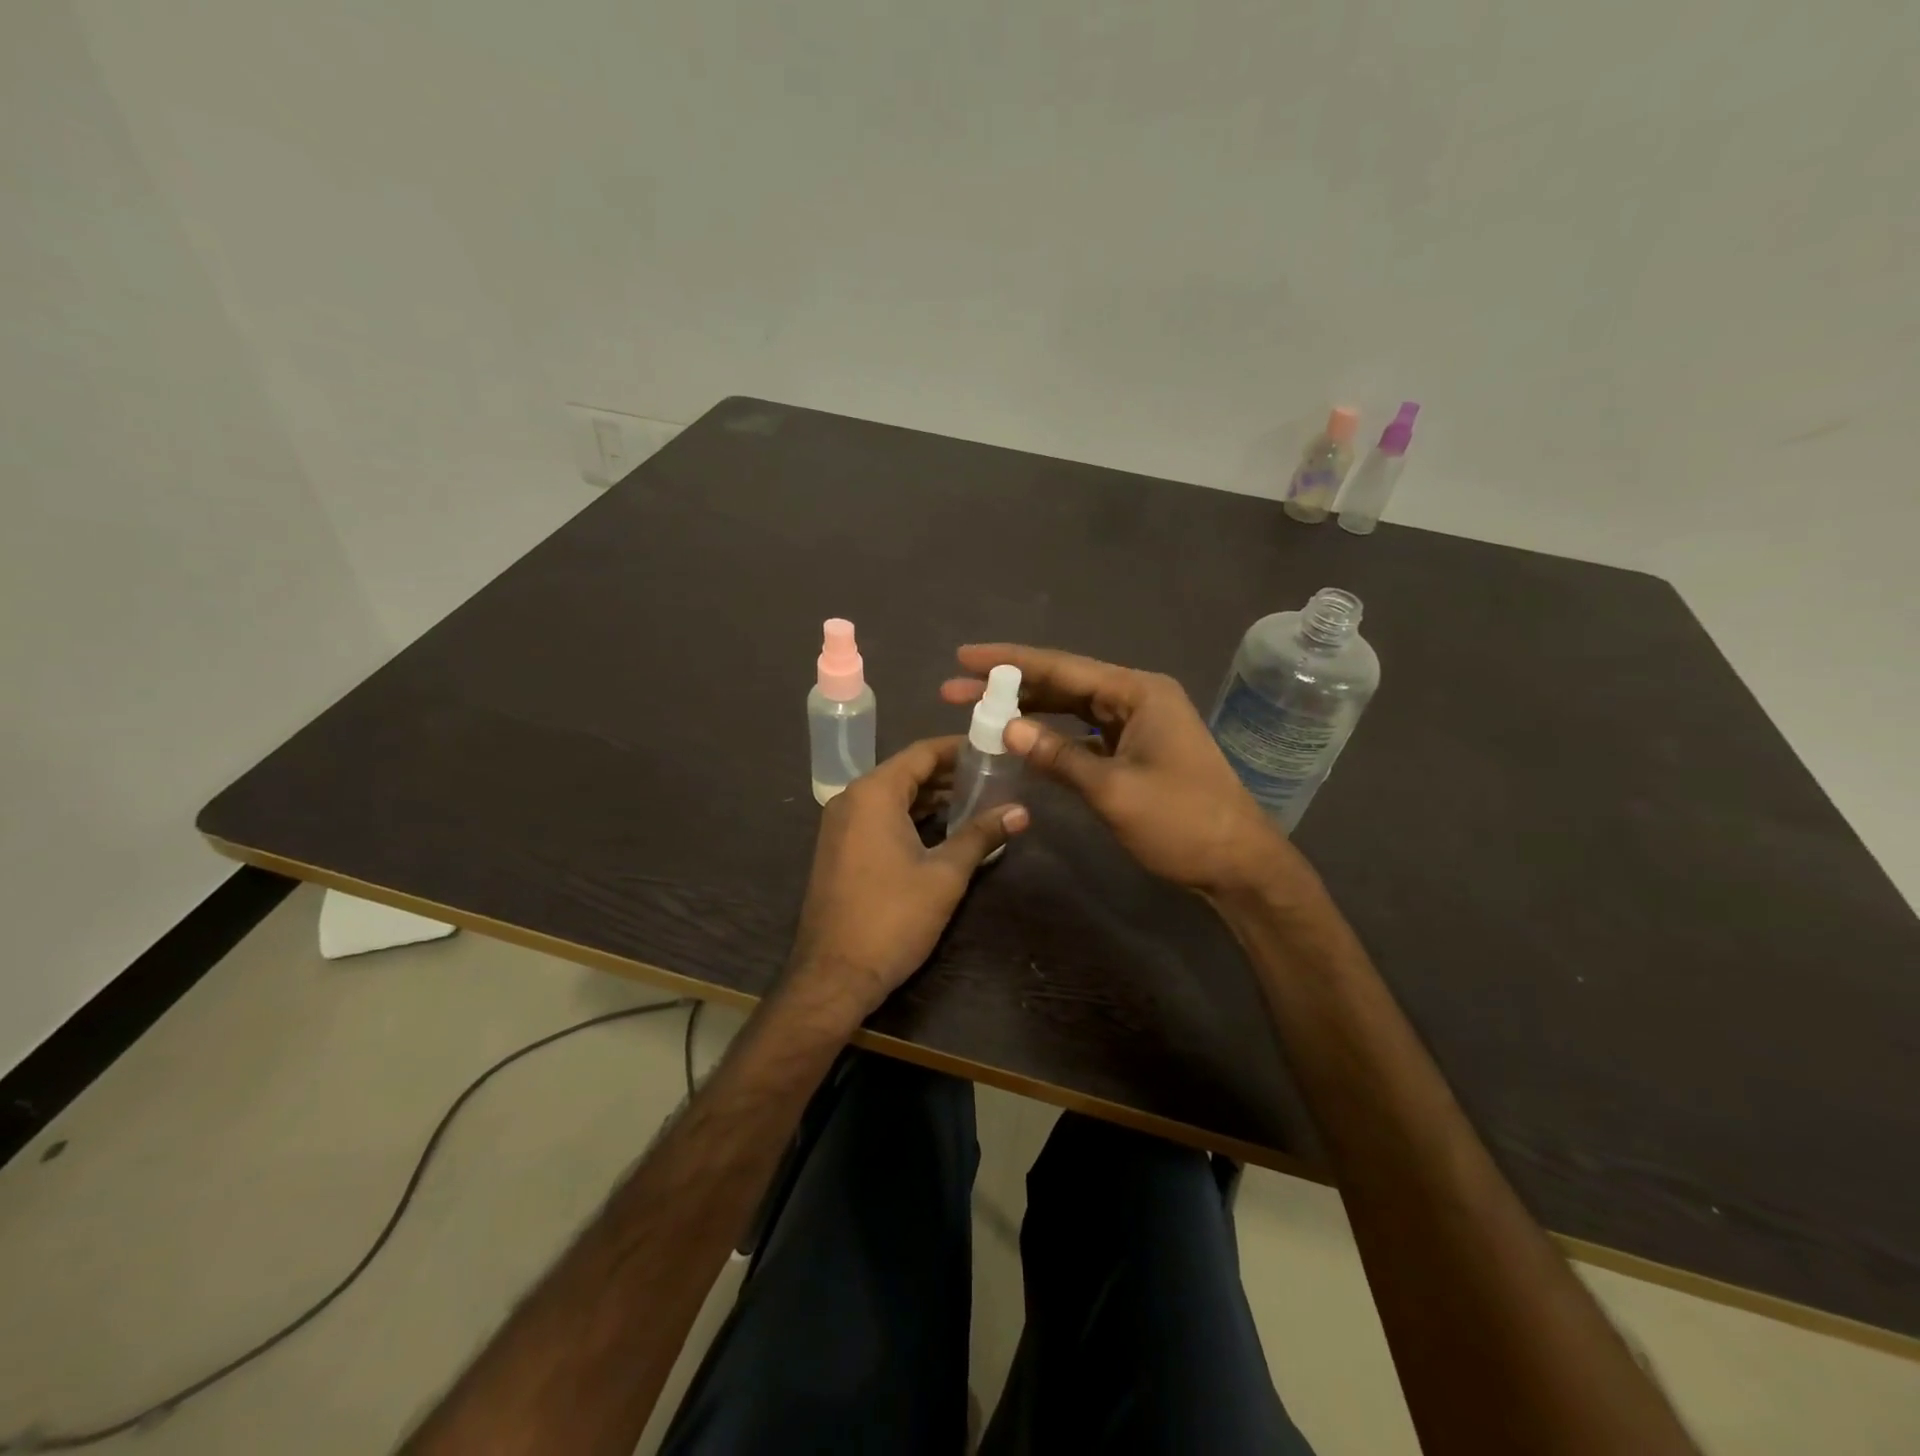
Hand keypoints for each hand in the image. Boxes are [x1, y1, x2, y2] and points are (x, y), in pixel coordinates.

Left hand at [785, 735, 1028, 1025]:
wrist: (834, 974)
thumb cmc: (892, 918)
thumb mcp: (945, 874)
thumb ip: (981, 835)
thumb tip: (1021, 811)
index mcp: (874, 793)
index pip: (922, 753)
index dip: (958, 748)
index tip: (993, 748)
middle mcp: (851, 799)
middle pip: (906, 771)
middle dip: (948, 773)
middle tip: (992, 776)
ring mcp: (840, 824)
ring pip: (892, 796)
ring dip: (931, 796)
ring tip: (976, 800)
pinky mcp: (839, 848)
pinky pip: (878, 817)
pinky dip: (910, 815)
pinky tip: (942, 828)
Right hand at [942, 644, 1307, 900]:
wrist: (1237, 864)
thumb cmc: (1181, 822)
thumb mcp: (1113, 790)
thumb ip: (1058, 756)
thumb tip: (1006, 728)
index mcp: (1138, 692)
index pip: (1062, 667)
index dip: (1009, 662)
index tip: (964, 657)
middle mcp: (1137, 698)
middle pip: (1063, 684)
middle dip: (1010, 686)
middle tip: (955, 690)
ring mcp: (1137, 725)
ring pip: (1071, 708)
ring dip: (1028, 711)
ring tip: (978, 711)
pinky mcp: (1134, 751)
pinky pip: (1083, 734)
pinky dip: (1052, 737)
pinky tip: (1021, 741)